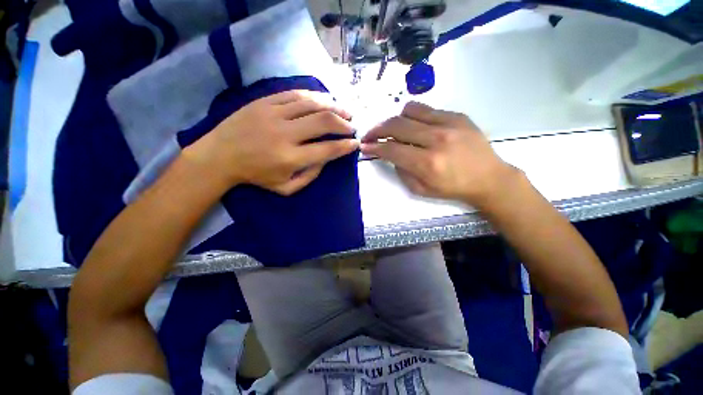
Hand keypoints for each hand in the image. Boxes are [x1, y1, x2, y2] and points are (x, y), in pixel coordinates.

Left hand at [185, 90, 358, 194]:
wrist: (220, 156)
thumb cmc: (256, 176)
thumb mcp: (286, 188)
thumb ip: (310, 176)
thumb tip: (327, 159)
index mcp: (290, 158)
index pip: (327, 149)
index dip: (345, 146)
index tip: (355, 143)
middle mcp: (284, 134)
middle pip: (324, 122)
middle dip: (343, 124)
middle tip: (351, 127)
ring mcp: (273, 114)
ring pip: (312, 104)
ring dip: (334, 107)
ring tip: (344, 111)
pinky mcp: (264, 101)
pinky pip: (295, 94)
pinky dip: (315, 96)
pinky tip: (325, 100)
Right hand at [361, 102, 518, 207]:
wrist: (489, 178)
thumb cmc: (453, 189)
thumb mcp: (421, 190)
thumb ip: (402, 172)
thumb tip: (392, 155)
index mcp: (427, 164)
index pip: (391, 149)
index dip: (374, 146)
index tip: (364, 145)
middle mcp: (436, 140)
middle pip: (396, 125)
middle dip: (377, 129)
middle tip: (370, 135)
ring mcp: (449, 124)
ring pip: (409, 110)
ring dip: (395, 119)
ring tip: (394, 129)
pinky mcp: (457, 116)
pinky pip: (427, 109)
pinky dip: (414, 116)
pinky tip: (415, 126)